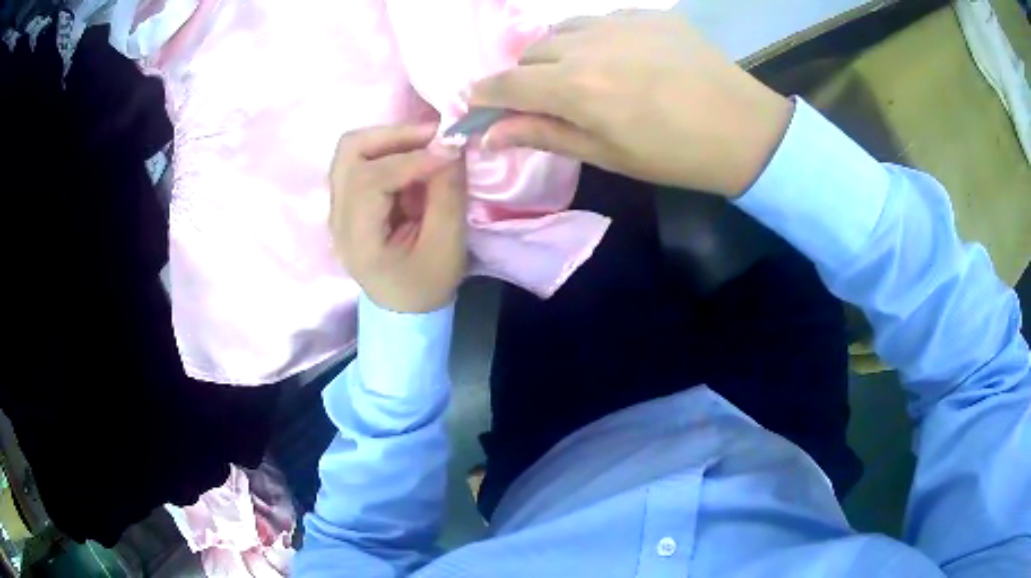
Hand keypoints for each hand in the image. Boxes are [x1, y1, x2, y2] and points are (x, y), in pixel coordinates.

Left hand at [329, 124, 466, 312]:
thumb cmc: (427, 284)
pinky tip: (414, 159)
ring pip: (352, 150)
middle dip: (394, 136)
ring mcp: (338, 207)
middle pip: (350, 152)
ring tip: (426, 144)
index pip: (371, 180)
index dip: (411, 159)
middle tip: (434, 136)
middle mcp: (337, 217)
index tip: (450, 152)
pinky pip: (361, 160)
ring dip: (390, 139)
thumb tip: (450, 148)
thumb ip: (447, 195)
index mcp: (357, 239)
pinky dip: (388, 150)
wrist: (404, 309)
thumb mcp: (447, 247)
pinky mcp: (348, 200)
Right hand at [471, 11, 793, 196]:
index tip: (479, 108)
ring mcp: (618, 22)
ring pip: (560, 31)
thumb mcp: (606, 155)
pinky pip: (599, 20)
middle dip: (525, 78)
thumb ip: (543, 135)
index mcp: (574, 87)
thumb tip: (489, 136)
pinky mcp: (646, 14)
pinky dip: (592, 38)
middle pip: (528, 53)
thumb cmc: (674, 155)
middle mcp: (586, 45)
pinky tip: (618, 57)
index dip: (483, 97)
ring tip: (582, 75)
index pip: (503, 84)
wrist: (744, 129)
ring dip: (555, 53)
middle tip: (548, 101)